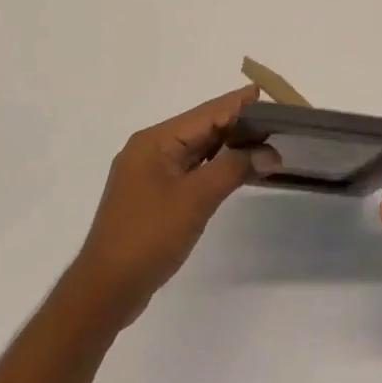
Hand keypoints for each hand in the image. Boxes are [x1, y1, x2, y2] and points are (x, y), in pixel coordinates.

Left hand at [68, 85, 257, 325]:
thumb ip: (233, 168)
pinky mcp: (152, 196)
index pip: (206, 113)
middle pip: (200, 128)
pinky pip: (189, 170)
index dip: (238, 103)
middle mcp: (149, 149)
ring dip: (227, 146)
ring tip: (264, 140)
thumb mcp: (196, 199)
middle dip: (237, 123)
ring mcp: (148, 173)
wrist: (106, 289)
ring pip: (195, 150)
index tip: (269, 93)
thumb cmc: (149, 236)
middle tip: (275, 119)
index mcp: (154, 141)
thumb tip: (269, 151)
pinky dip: (214, 166)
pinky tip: (235, 168)